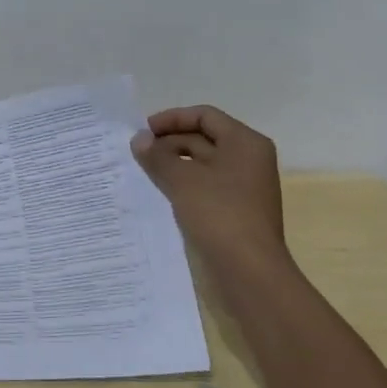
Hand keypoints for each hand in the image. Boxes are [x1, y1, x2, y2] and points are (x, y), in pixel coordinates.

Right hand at [131, 105, 287, 266]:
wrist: (249, 271)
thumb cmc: (219, 214)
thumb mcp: (182, 179)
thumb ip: (158, 155)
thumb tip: (139, 139)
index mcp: (245, 143)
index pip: (205, 115)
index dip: (172, 119)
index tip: (143, 131)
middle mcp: (248, 159)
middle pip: (204, 138)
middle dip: (169, 142)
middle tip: (137, 153)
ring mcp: (244, 186)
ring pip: (203, 164)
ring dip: (173, 164)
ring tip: (143, 171)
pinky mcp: (236, 210)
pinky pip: (205, 186)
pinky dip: (183, 184)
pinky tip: (160, 192)